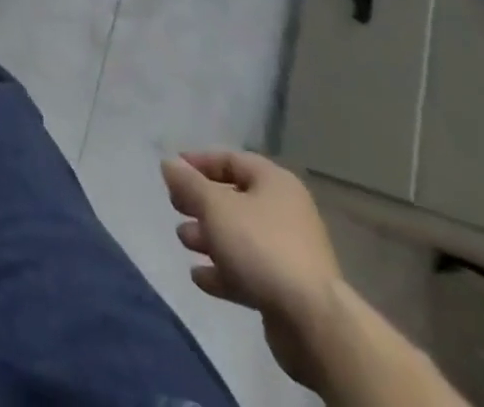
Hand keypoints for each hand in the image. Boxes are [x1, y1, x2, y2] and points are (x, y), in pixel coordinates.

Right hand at [162, 150, 342, 390]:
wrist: (313, 323)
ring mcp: (289, 254)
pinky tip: (200, 277)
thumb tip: (169, 163)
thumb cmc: (260, 246)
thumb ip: (188, 183)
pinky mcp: (287, 290)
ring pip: (239, 237)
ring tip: (185, 242)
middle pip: (234, 200)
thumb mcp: (214, 206)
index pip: (231, 160)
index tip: (172, 171)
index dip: (199, 162)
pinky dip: (223, 271)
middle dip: (201, 204)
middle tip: (175, 207)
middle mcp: (285, 213)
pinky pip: (248, 271)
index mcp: (275, 184)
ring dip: (208, 238)